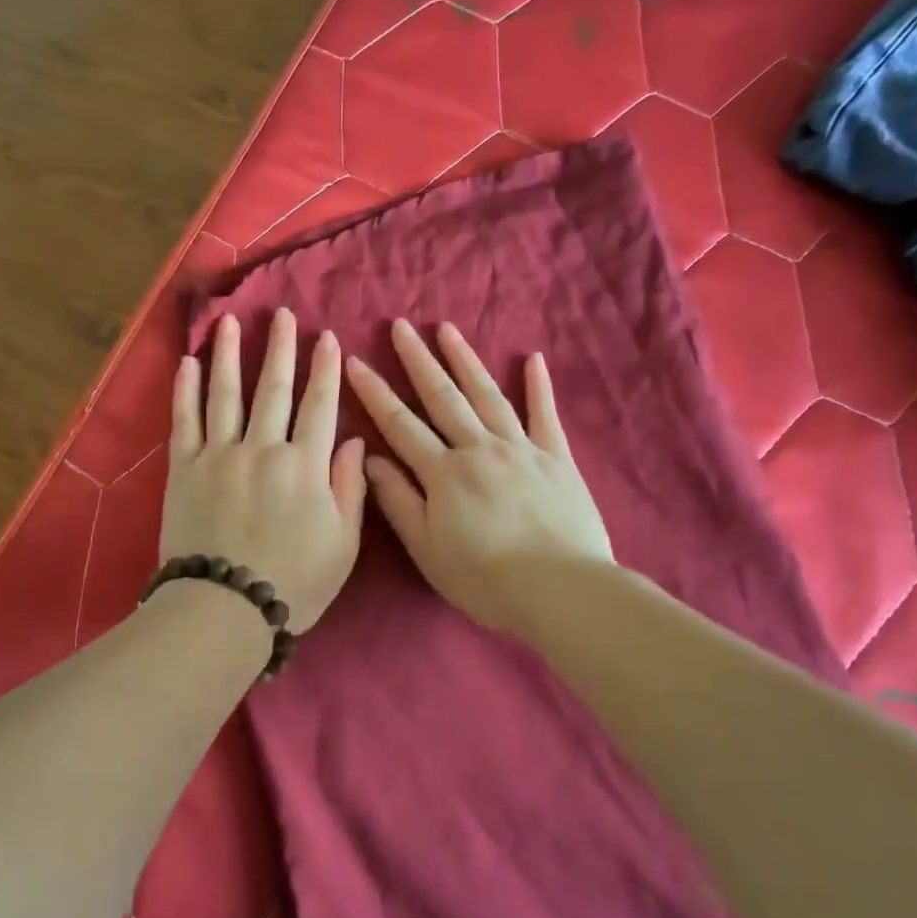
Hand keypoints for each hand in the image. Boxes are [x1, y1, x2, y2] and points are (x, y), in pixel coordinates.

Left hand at [160, 309, 366, 631]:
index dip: (325, 369)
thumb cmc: (294, 583)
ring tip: (232, 321)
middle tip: (282, 313)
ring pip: (227, 393)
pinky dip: (186, 389)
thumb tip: (352, 440)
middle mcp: (263, 448)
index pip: (319, 405)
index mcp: (305, 465)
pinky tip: (189, 362)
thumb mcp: (342, 545)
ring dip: (230, 354)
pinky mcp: (184, 468)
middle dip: (281, 347)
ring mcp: (219, 454)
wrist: (225, 608)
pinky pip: (184, 420)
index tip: (327, 337)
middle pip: (274, 389)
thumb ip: (350, 488)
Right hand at [346, 319, 612, 637]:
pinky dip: (538, 387)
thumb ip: (398, 501)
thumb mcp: (427, 549)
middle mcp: (479, 449)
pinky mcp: (557, 459)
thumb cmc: (485, 579)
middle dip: (418, 360)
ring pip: (488, 395)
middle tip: (401, 326)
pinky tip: (532, 360)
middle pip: (443, 397)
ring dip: (465, 360)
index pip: (400, 424)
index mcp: (444, 473)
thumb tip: (370, 459)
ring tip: (447, 330)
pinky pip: (545, 415)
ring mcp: (521, 449)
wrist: (561, 591)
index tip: (355, 361)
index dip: (375, 392)